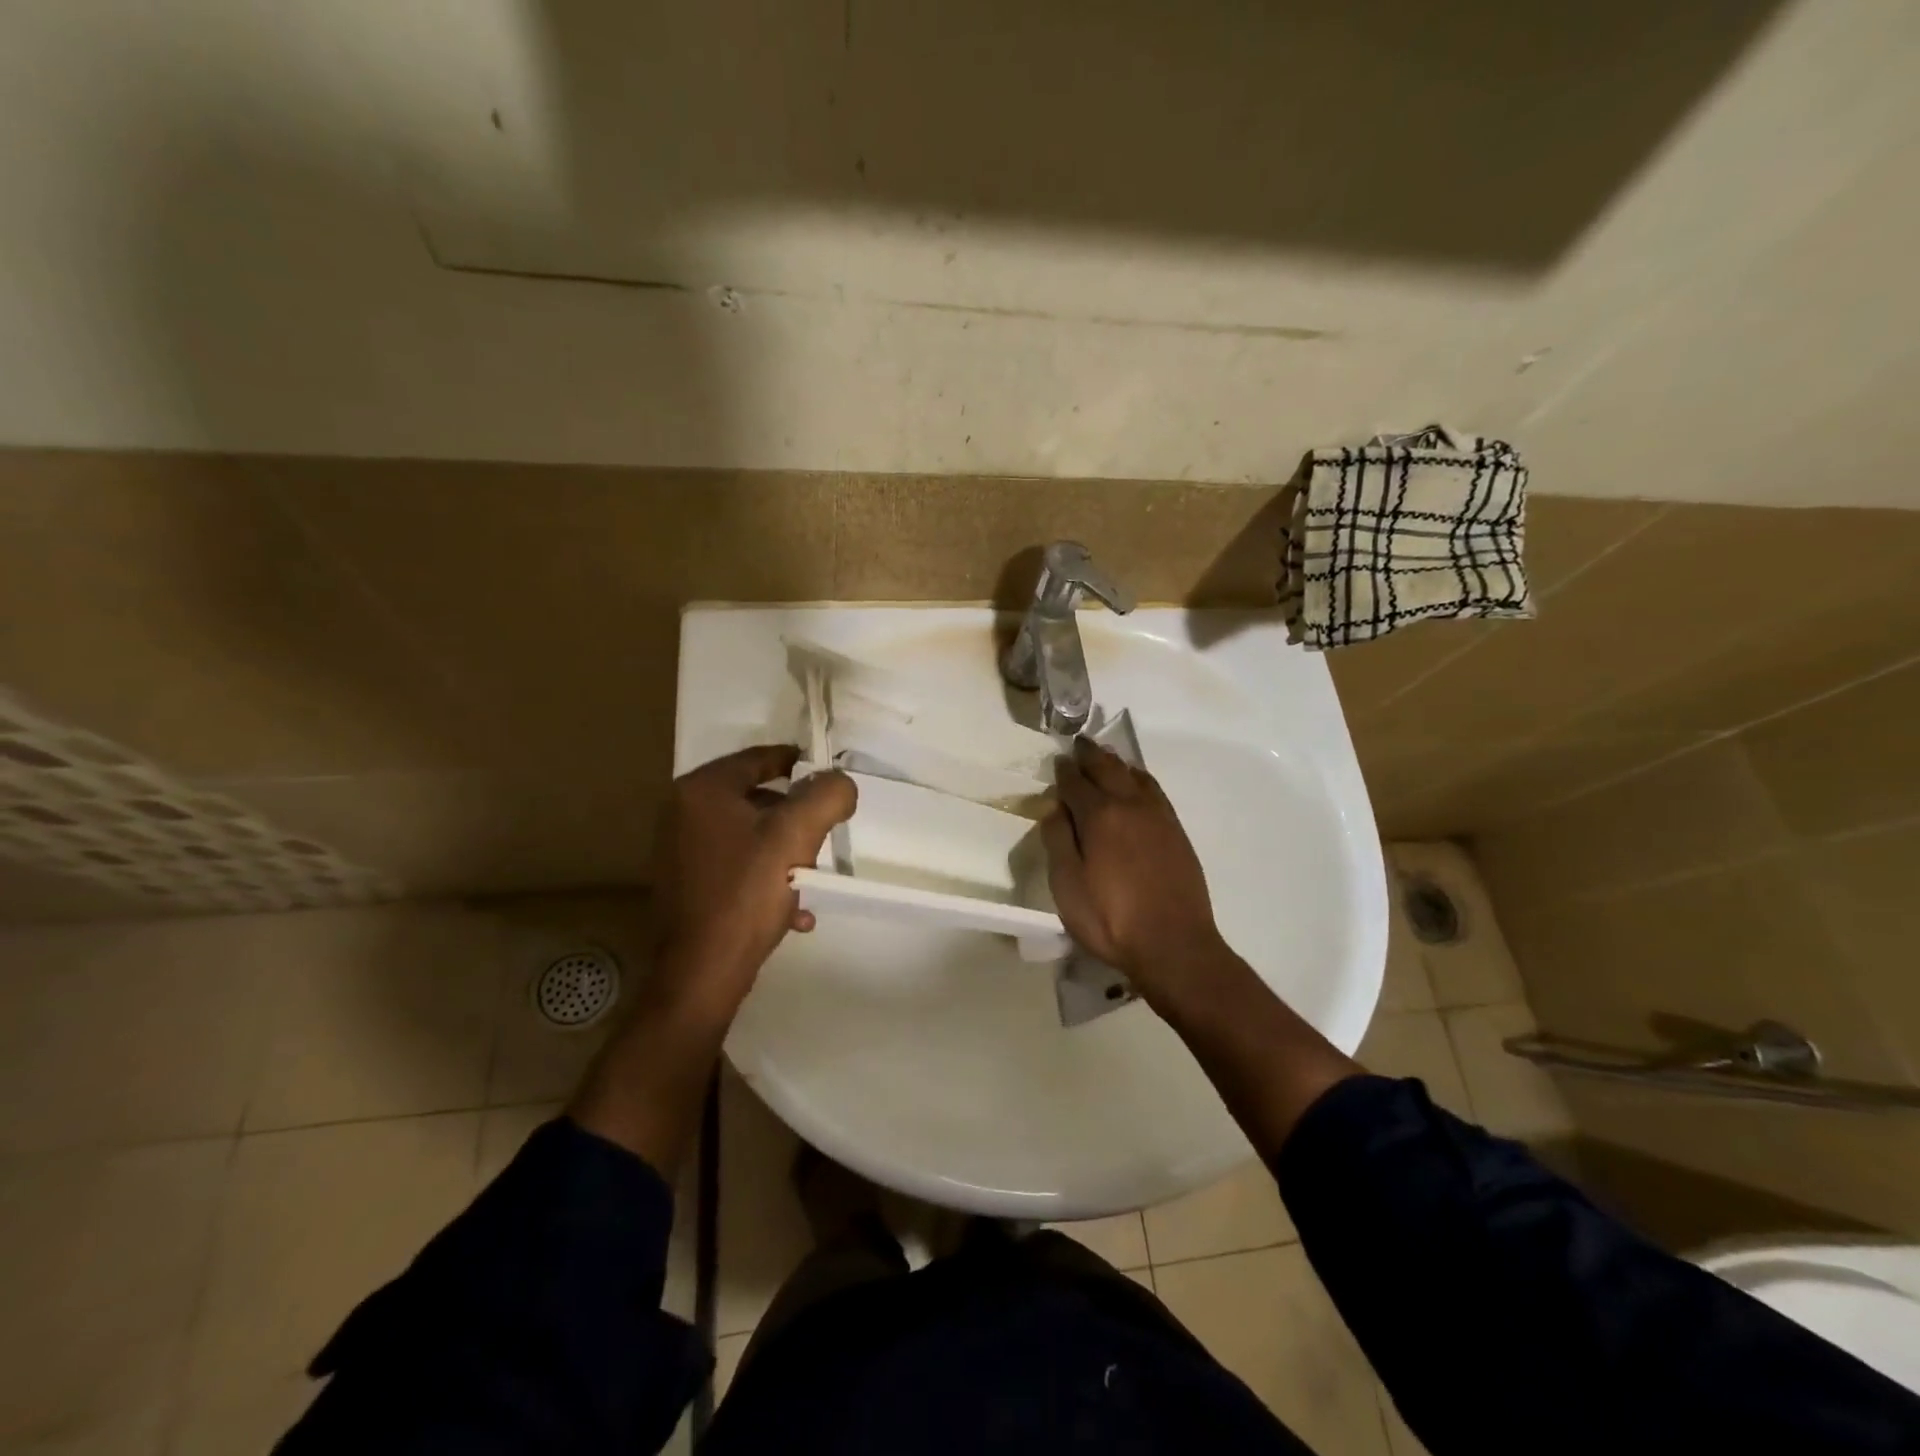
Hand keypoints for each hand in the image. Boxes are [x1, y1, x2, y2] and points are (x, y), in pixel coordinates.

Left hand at [649, 745, 856, 1017]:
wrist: (702, 974)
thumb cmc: (746, 893)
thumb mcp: (797, 835)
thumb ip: (827, 796)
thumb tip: (840, 784)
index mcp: (702, 790)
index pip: (760, 758)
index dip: (800, 763)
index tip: (831, 779)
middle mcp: (683, 813)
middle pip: (757, 798)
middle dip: (796, 818)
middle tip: (823, 836)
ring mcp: (681, 851)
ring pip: (751, 836)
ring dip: (786, 853)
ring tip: (811, 878)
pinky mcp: (687, 886)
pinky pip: (738, 868)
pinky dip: (767, 880)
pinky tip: (794, 911)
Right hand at [1043, 736, 1225, 999]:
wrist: (1174, 944)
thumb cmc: (1111, 919)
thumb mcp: (1068, 885)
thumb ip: (1058, 840)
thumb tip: (1054, 807)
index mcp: (1099, 816)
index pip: (1075, 782)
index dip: (1063, 771)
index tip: (1057, 762)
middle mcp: (1130, 805)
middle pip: (1108, 768)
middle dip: (1090, 754)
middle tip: (1079, 744)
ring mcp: (1158, 815)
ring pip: (1135, 774)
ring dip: (1117, 761)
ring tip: (1106, 756)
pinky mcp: (1176, 830)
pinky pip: (1154, 790)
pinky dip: (1140, 778)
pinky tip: (1136, 784)